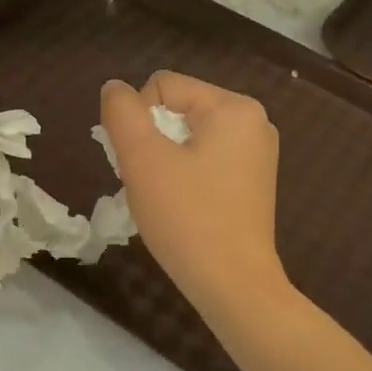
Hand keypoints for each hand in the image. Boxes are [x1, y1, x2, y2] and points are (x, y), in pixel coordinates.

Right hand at [100, 72, 287, 312]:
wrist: (232, 284)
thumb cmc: (186, 217)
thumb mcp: (143, 158)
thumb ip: (122, 113)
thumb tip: (114, 87)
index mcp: (233, 107)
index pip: (162, 86)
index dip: (137, 119)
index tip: (137, 162)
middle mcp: (253, 121)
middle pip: (177, 109)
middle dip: (151, 140)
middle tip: (146, 181)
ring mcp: (257, 153)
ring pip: (188, 136)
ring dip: (164, 159)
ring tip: (161, 196)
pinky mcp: (254, 181)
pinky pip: (206, 159)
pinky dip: (184, 174)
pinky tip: (180, 205)